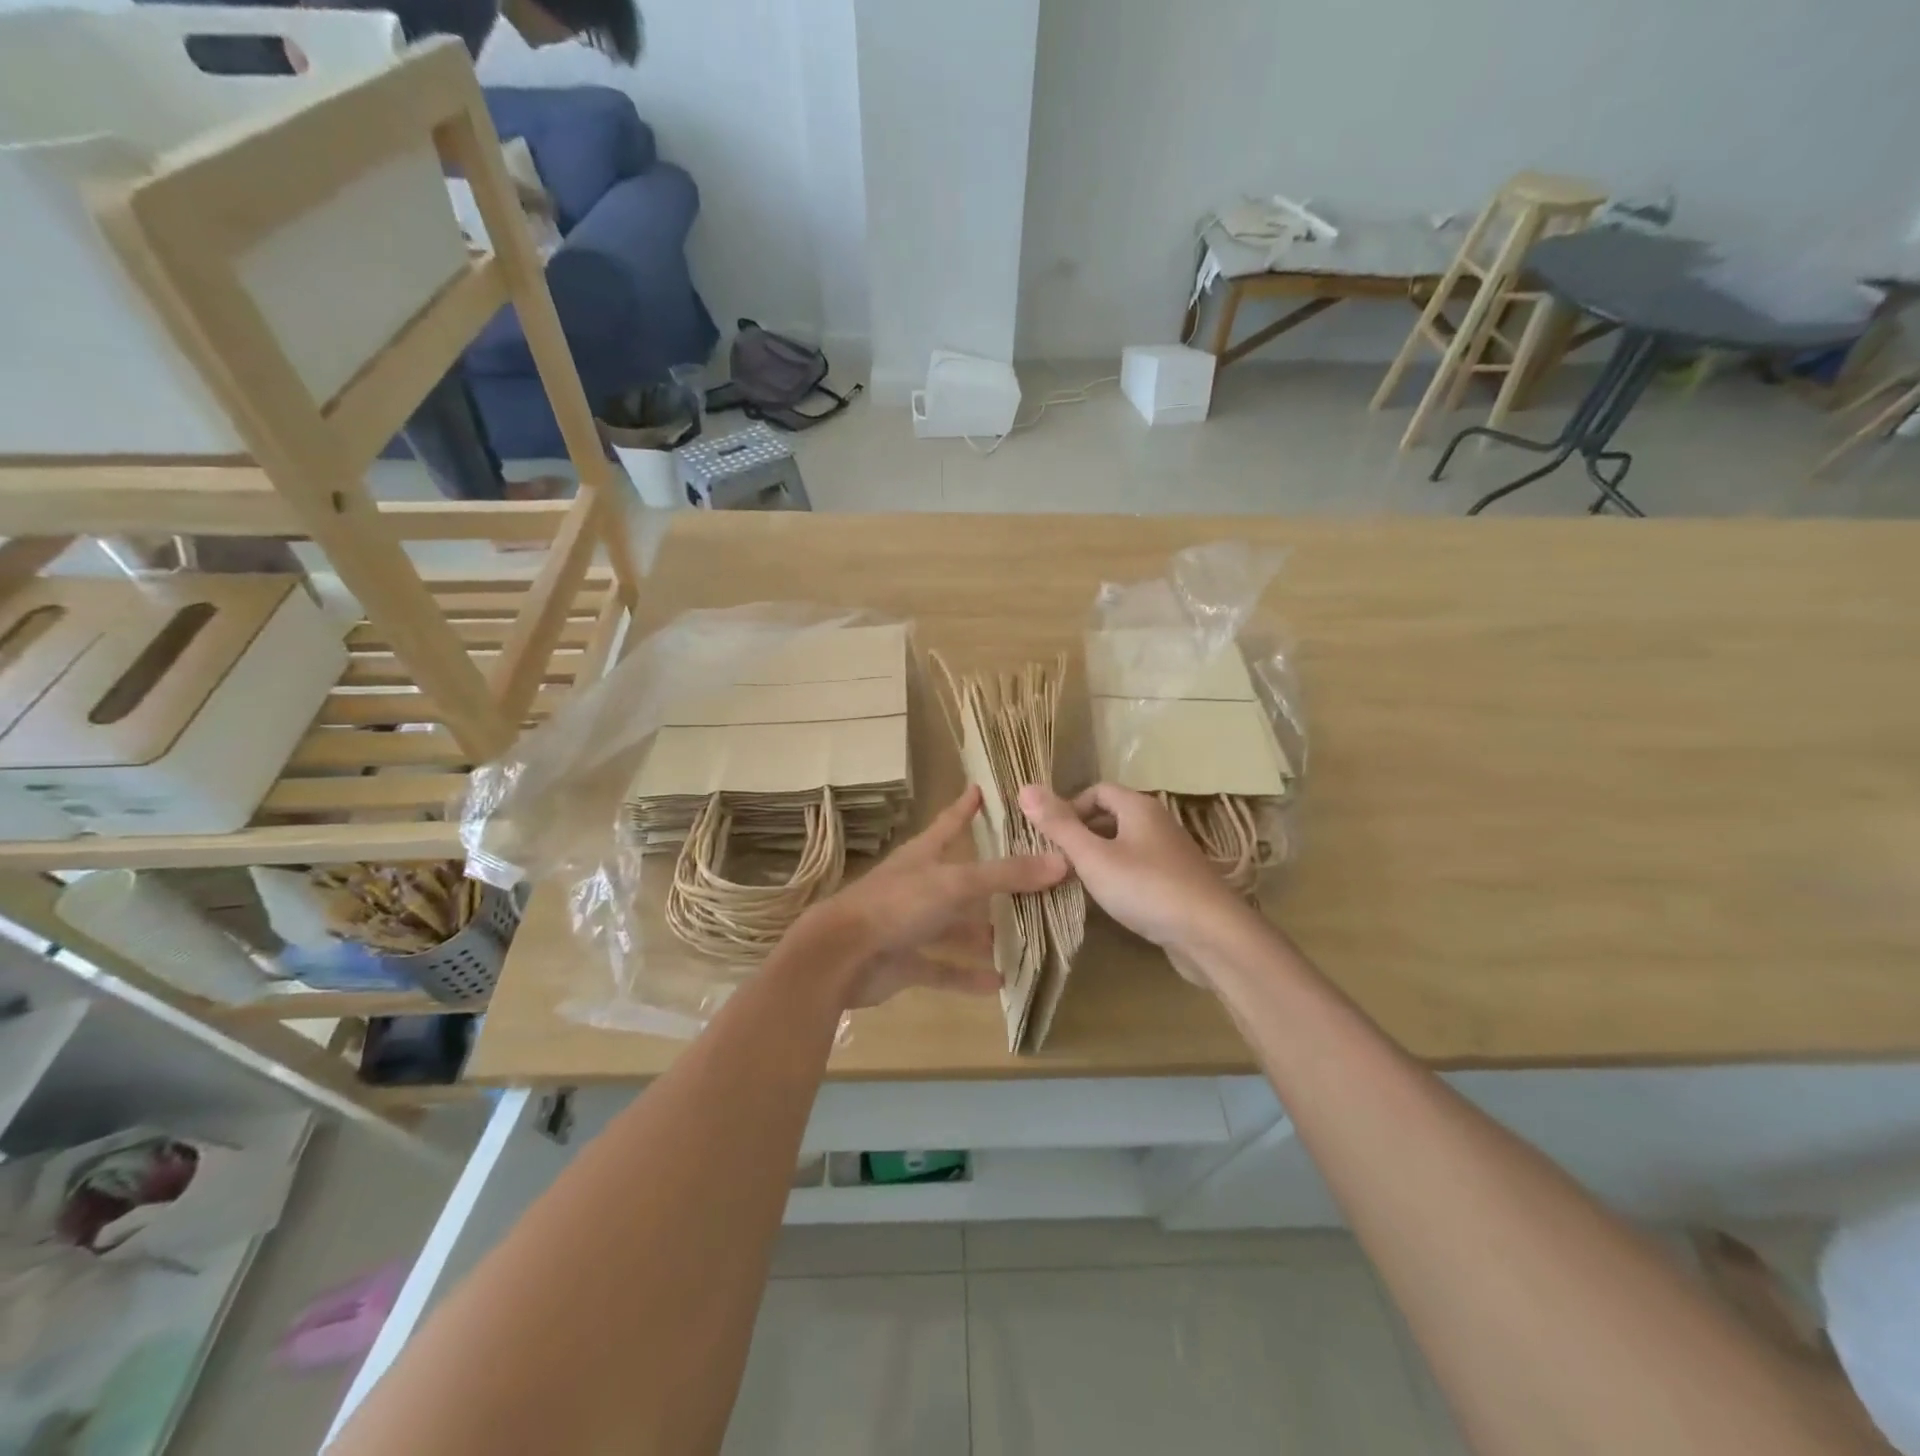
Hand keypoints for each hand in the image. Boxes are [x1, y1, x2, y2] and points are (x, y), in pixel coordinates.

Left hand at [794, 786, 1067, 1008]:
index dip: (966, 806)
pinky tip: (998, 983)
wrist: (840, 957)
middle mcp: (918, 887)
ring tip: (1022, 938)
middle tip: (1031, 881)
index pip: (949, 823)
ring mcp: (910, 926)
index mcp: (923, 857)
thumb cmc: (897, 905)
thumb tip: (1062, 861)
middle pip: (961, 881)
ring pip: (954, 928)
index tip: (982, 788)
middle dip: (992, 882)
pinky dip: (968, 976)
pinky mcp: (905, 962)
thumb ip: (1006, 875)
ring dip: (983, 934)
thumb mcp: (955, 883)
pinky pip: (944, 969)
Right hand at [1018, 783, 1249, 952]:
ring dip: (1100, 857)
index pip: (1097, 790)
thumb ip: (1058, 825)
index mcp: (1139, 807)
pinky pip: (1140, 867)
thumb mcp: (1093, 857)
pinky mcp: (1179, 882)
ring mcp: (1171, 853)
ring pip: (1125, 844)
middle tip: (1058, 860)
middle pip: (1111, 816)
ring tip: (1078, 882)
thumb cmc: (1146, 888)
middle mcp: (1158, 822)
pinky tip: (1111, 901)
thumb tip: (1024, 787)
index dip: (1070, 807)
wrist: (1211, 935)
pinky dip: (1120, 876)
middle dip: (1082, 833)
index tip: (1052, 837)